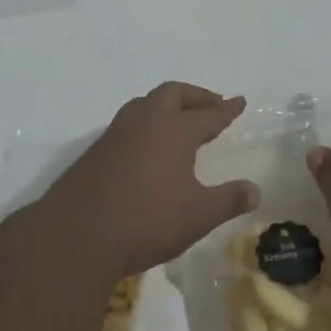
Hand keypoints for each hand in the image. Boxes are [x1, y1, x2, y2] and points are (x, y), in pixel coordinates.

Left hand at [40, 82, 259, 280]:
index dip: (226, 109)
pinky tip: (150, 147)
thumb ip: (228, 200)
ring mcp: (116, 134)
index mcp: (174, 130)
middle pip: (173, 94)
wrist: (75, 236)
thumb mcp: (198, 215)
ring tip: (182, 121)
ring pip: (146, 104)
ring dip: (168, 106)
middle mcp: (145, 122)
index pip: (208, 114)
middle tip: (213, 106)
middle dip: (196, 96)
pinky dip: (148, 123)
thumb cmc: (146, 221)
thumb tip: (255, 190)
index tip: (239, 102)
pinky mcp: (96, 151)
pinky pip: (129, 123)